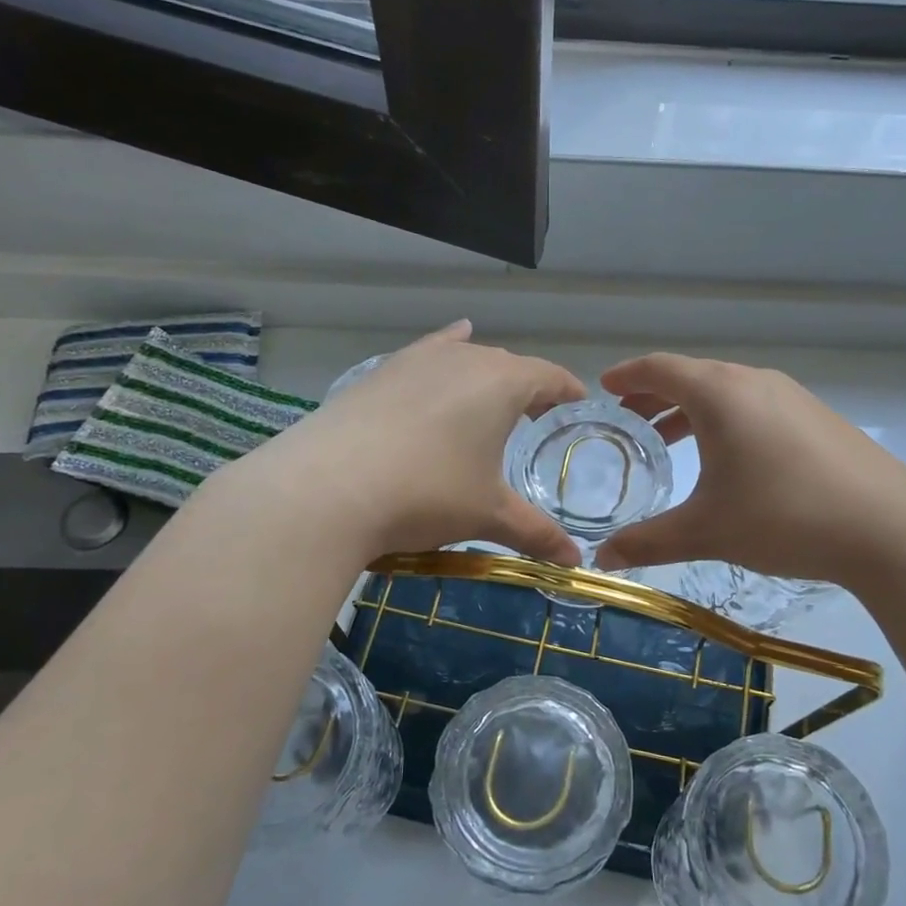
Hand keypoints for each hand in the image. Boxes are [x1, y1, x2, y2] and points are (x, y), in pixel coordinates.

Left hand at [237, 322, 586, 564]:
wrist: (326, 487)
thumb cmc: (426, 493)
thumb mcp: (487, 515)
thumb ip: (536, 533)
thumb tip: (575, 564)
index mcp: (502, 383)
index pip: (549, 376)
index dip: (568, 389)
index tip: (579, 401)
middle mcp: (463, 359)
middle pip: (509, 366)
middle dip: (528, 388)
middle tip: (537, 416)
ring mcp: (417, 360)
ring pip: (466, 359)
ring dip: (486, 377)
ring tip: (494, 398)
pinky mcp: (380, 372)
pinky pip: (427, 353)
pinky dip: (446, 350)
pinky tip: (451, 342)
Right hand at [593, 353, 905, 583]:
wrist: (888, 528)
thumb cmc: (783, 516)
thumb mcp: (707, 531)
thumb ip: (648, 542)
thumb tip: (602, 561)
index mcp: (720, 393)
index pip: (660, 368)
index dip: (627, 375)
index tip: (605, 386)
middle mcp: (754, 382)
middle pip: (693, 376)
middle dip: (655, 396)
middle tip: (629, 420)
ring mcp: (791, 396)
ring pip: (727, 392)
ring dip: (692, 411)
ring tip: (670, 442)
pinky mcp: (817, 417)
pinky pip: (755, 406)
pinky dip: (726, 420)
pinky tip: (729, 459)